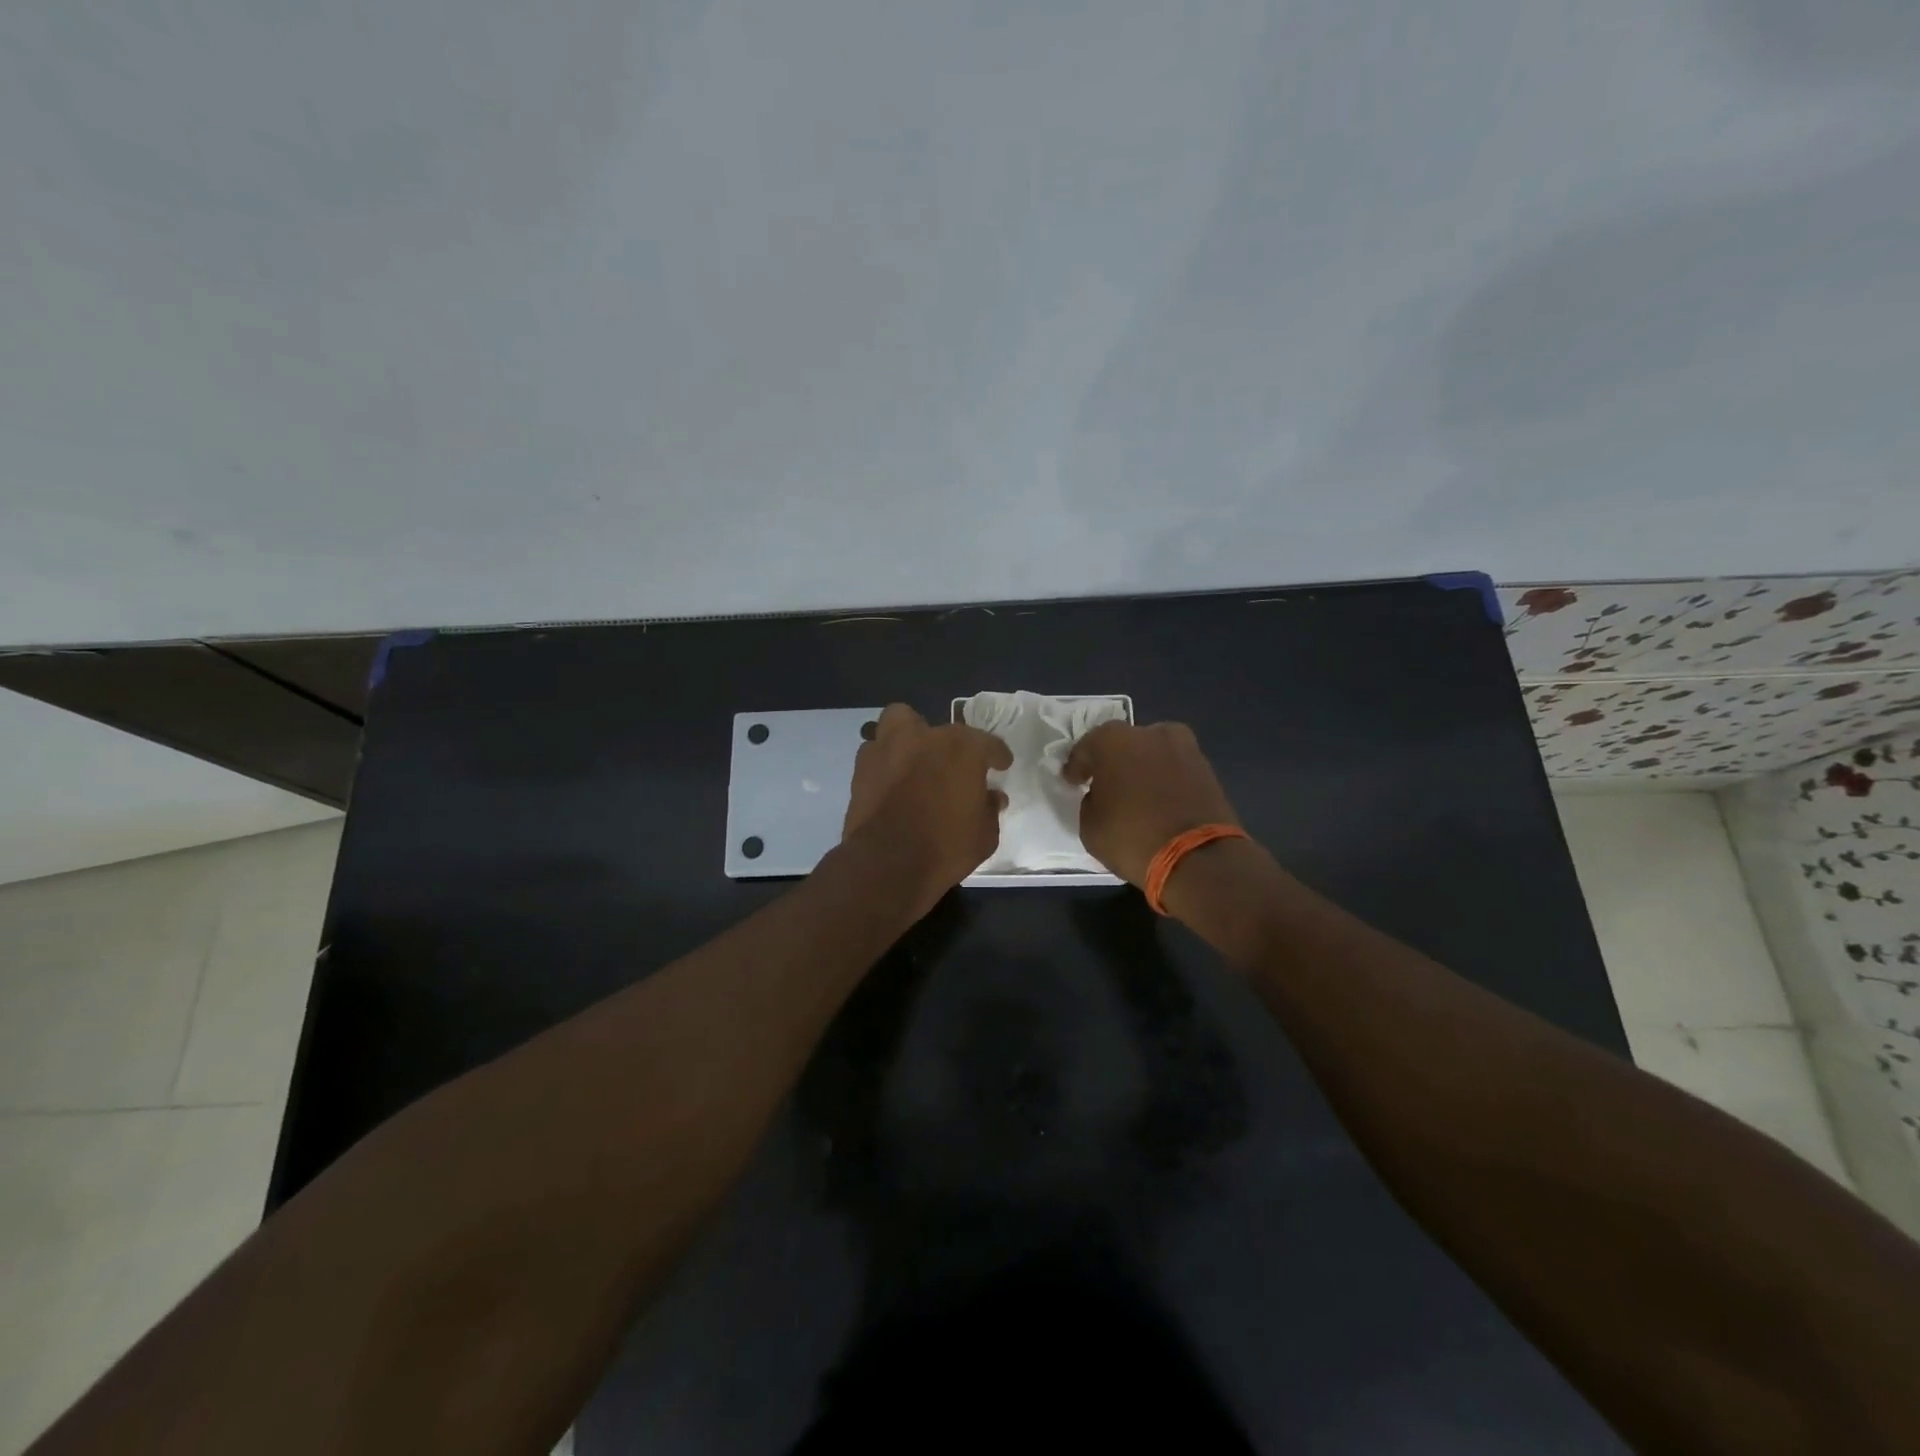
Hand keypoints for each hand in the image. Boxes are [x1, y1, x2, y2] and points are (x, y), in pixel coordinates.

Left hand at [842, 704, 1012, 914]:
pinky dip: (886, 762)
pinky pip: (877, 752)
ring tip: (914, 763)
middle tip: (950, 765)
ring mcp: (888, 747)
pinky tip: (892, 782)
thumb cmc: (945, 847)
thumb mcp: (984, 836)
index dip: (997, 755)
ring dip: (908, 739)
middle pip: (940, 729)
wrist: (886, 864)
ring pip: (898, 724)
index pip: (988, 744)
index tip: (1001, 765)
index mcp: (962, 748)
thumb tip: (992, 797)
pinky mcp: (861, 767)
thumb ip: (989, 809)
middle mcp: (924, 737)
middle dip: (948, 744)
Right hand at [1063, 721, 1240, 887]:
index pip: (1086, 748)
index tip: (1073, 781)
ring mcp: (1184, 748)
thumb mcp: (1090, 826)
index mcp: (1114, 740)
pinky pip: (1174, 769)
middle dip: (1113, 762)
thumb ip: (1091, 801)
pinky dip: (1164, 780)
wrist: (1199, 859)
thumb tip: (1103, 795)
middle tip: (1105, 784)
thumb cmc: (1132, 838)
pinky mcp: (1207, 768)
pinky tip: (1158, 800)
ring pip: (1152, 754)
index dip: (1077, 766)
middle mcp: (1150, 733)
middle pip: (1123, 744)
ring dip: (1142, 769)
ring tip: (1135, 794)